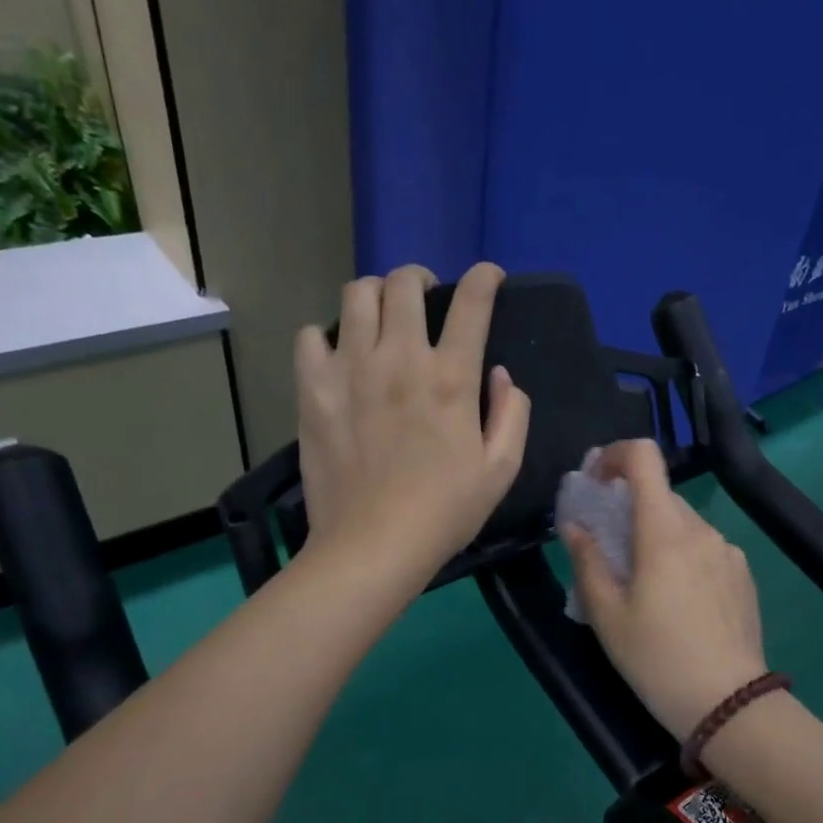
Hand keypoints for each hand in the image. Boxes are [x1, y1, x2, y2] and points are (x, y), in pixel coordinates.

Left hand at [296, 263, 529, 583]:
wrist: (373, 544)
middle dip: (421, 278)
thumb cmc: (445, 511)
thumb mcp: (502, 470)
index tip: (488, 277)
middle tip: (425, 296)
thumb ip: (512, 414)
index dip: (484, 278)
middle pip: (405, 283)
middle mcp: (399, 358)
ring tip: (380, 315)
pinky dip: (326, 336)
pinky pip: (310, 336)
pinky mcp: (312, 389)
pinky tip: (338, 356)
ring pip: (356, 295)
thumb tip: (500, 375)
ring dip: (375, 295)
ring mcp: (350, 369)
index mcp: (451, 377)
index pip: (472, 302)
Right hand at [561, 440, 769, 740]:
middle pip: (660, 496)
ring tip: (644, 587)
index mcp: (664, 531)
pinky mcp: (744, 574)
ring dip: (657, 537)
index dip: (614, 455)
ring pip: (683, 525)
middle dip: (629, 510)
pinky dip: (683, 557)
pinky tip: (679, 603)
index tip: (595, 483)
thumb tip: (574, 525)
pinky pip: (705, 549)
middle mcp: (701, 529)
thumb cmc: (656, 658)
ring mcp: (728, 550)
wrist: (728, 703)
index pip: (644, 458)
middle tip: (609, 551)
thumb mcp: (606, 615)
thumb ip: (586, 560)